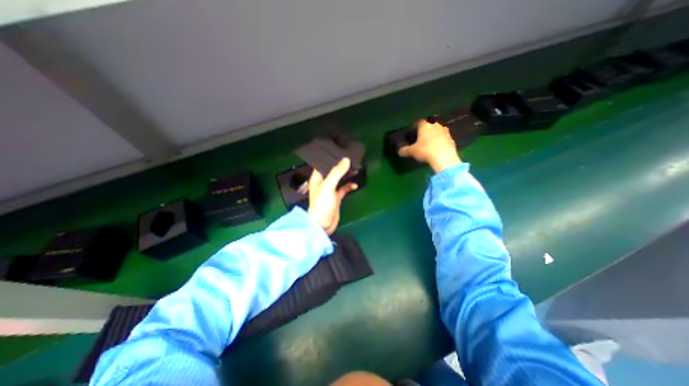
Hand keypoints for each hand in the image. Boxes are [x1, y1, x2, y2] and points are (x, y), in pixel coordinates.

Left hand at [308, 156, 358, 235]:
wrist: (323, 224)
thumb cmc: (322, 204)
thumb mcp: (328, 186)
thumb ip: (337, 173)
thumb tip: (346, 160)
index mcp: (317, 178)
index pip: (323, 164)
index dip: (330, 158)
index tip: (340, 151)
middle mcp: (323, 183)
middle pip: (332, 171)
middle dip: (340, 166)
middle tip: (350, 158)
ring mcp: (330, 190)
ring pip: (339, 179)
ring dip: (346, 175)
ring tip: (354, 168)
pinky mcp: (336, 198)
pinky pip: (344, 189)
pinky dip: (349, 186)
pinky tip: (355, 185)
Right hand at [399, 120, 461, 172]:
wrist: (444, 157)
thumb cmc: (425, 151)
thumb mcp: (412, 151)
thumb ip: (405, 150)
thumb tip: (399, 151)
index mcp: (425, 126)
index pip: (419, 122)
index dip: (415, 126)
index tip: (413, 131)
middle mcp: (435, 126)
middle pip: (430, 125)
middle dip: (426, 130)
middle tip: (421, 138)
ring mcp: (445, 132)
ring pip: (438, 131)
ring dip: (434, 135)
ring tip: (430, 143)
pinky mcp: (451, 139)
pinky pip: (444, 138)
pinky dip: (441, 141)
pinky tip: (437, 148)